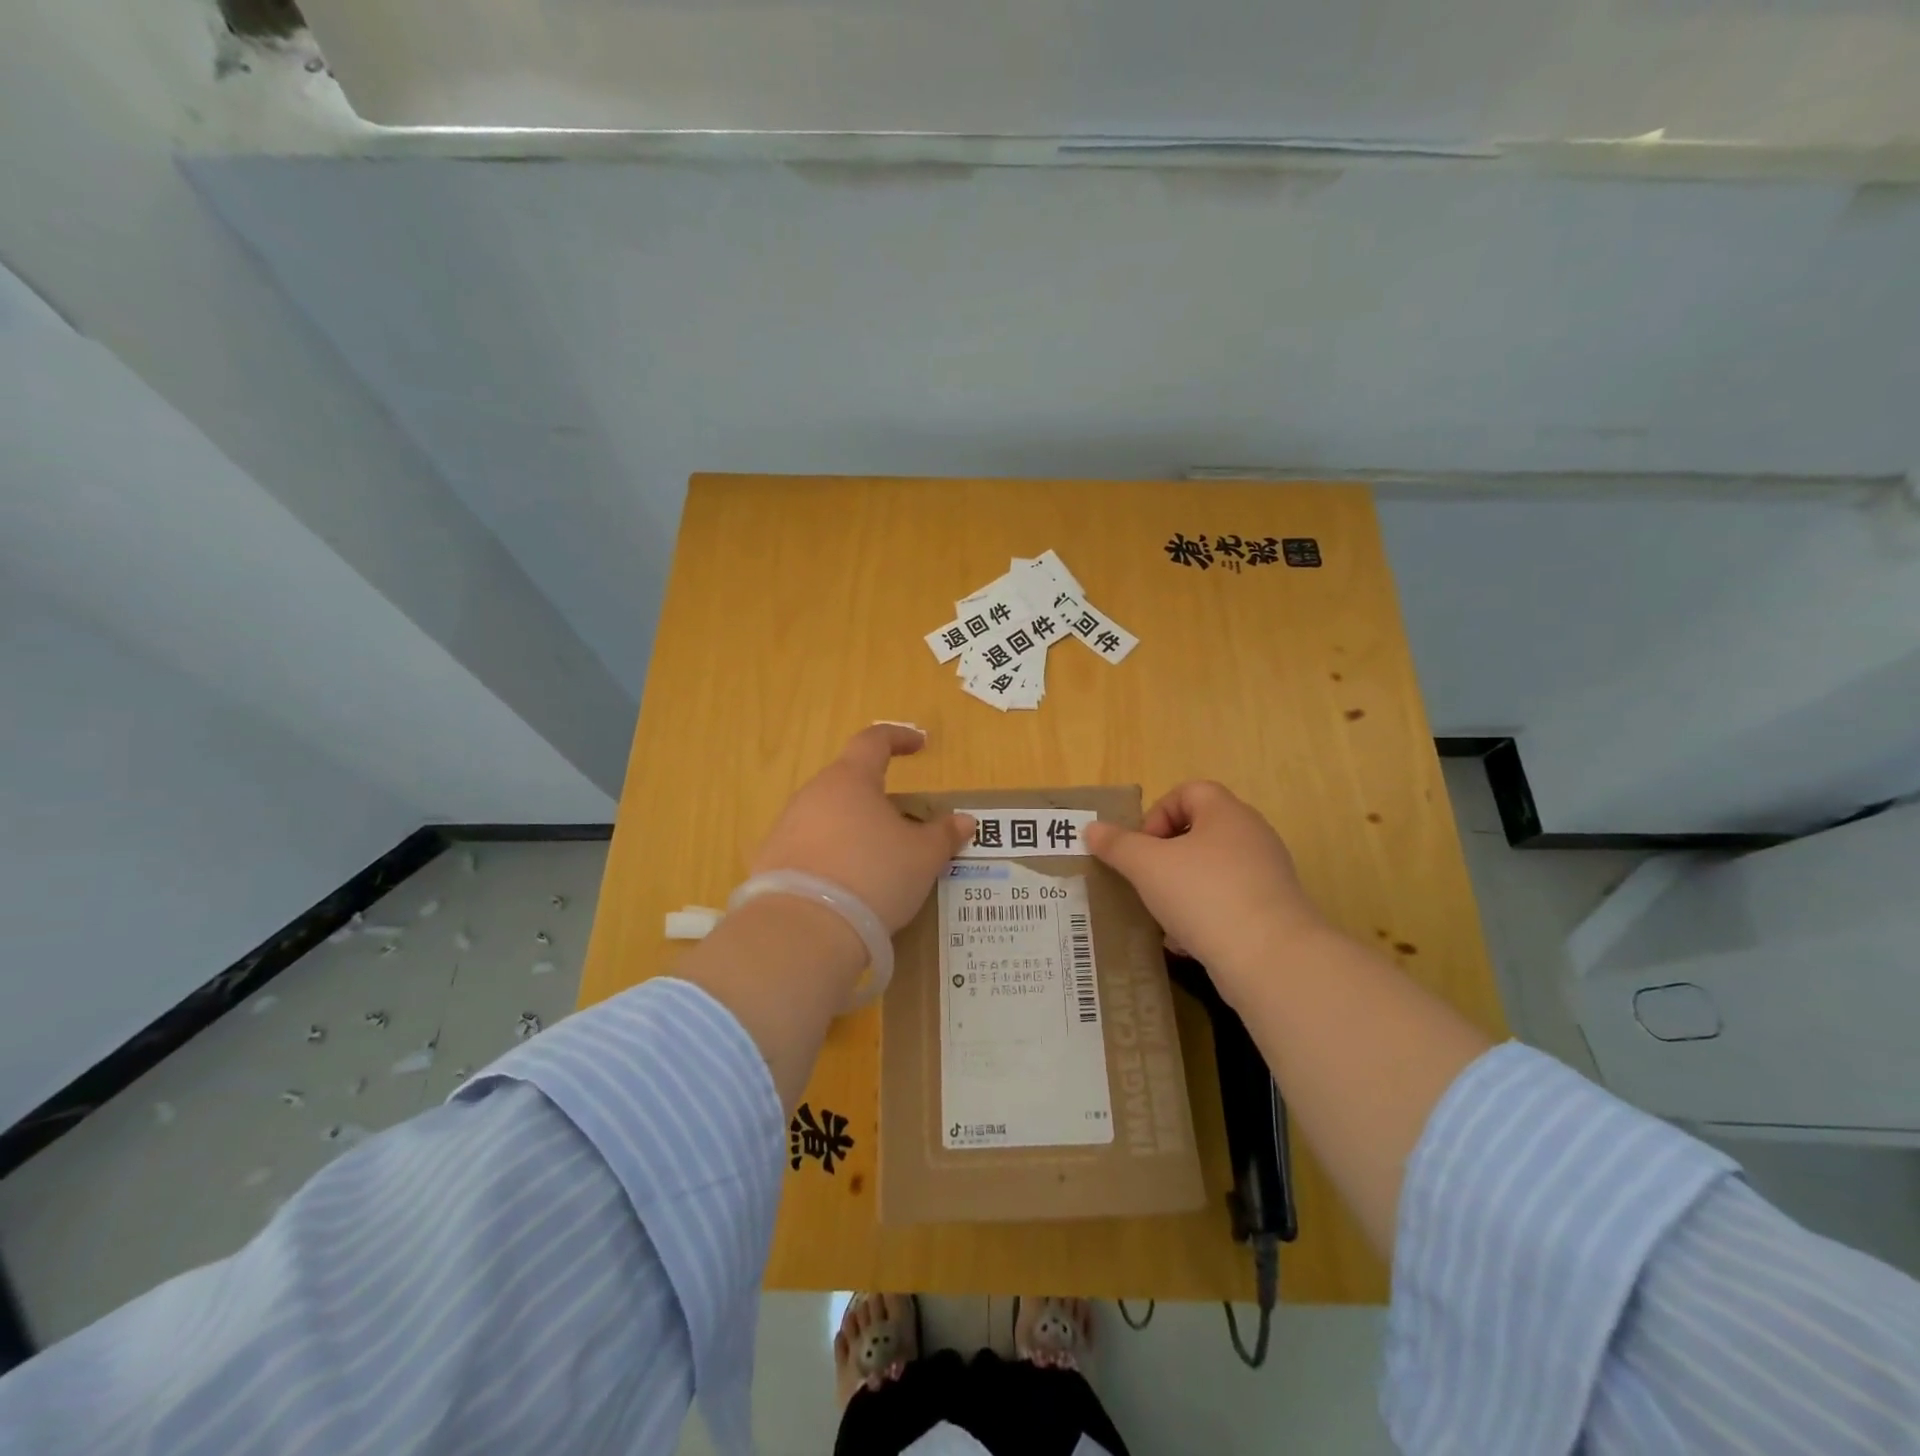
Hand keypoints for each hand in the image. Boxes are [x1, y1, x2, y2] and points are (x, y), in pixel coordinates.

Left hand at [751, 725, 974, 932]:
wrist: (802, 930)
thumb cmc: (873, 876)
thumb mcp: (923, 857)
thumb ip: (944, 835)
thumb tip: (964, 821)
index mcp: (850, 779)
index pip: (873, 741)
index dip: (899, 738)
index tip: (919, 744)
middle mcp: (813, 794)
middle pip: (848, 781)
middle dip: (876, 794)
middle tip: (903, 820)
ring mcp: (786, 827)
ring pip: (827, 815)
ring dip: (852, 827)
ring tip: (876, 857)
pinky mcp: (770, 861)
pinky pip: (808, 847)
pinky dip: (830, 855)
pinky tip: (845, 883)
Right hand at [1084, 781, 1327, 1001]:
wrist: (1270, 959)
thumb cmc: (1204, 895)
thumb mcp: (1147, 866)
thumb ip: (1117, 845)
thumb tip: (1092, 829)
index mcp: (1226, 813)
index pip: (1188, 792)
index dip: (1157, 813)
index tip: (1140, 847)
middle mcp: (1251, 837)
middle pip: (1198, 832)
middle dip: (1164, 857)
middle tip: (1144, 879)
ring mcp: (1266, 875)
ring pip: (1210, 871)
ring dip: (1180, 889)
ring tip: (1160, 915)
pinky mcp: (1272, 912)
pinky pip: (1227, 903)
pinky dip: (1202, 916)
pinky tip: (1184, 942)